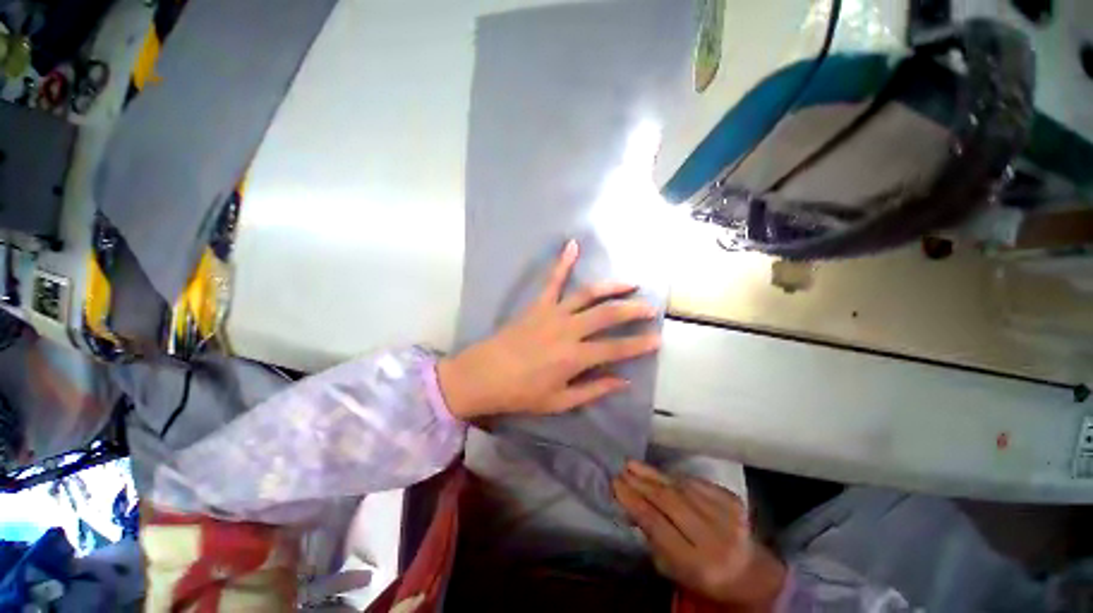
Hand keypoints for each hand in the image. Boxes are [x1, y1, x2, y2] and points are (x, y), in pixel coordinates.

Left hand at [437, 239, 660, 419]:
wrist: (483, 375)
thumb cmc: (521, 393)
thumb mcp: (560, 401)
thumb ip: (593, 389)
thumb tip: (623, 381)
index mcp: (574, 357)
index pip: (616, 348)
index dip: (639, 344)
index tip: (658, 339)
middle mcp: (568, 330)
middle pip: (607, 315)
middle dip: (633, 310)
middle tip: (651, 308)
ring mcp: (552, 313)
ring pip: (588, 294)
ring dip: (611, 287)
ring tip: (630, 283)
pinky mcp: (537, 304)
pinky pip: (552, 280)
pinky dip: (562, 261)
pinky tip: (573, 245)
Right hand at [613, 461, 785, 609]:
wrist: (749, 572)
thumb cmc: (703, 575)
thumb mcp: (673, 568)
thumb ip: (652, 536)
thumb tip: (629, 502)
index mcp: (698, 564)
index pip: (658, 525)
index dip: (634, 501)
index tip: (615, 484)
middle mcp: (715, 538)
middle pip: (670, 502)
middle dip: (641, 483)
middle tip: (621, 469)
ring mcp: (727, 516)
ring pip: (681, 487)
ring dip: (654, 475)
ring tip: (633, 465)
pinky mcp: (732, 499)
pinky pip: (695, 482)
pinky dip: (674, 477)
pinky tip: (659, 474)